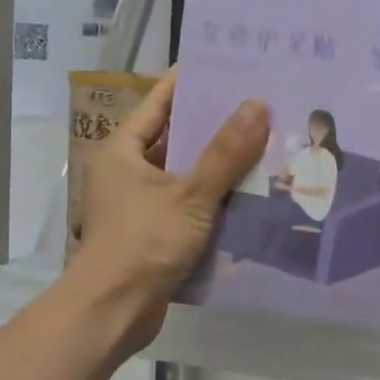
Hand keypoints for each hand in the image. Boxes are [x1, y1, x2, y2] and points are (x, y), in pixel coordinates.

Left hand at [69, 70, 269, 353]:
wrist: (113, 312)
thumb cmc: (143, 243)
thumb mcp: (190, 195)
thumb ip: (225, 154)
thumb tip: (257, 105)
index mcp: (124, 151)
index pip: (159, 102)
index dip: (191, 83)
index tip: (228, 67)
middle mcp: (128, 171)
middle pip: (176, 138)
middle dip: (216, 127)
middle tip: (260, 108)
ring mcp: (141, 204)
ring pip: (187, 174)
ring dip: (220, 166)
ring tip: (266, 146)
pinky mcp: (155, 233)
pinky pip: (190, 205)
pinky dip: (215, 200)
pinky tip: (252, 195)